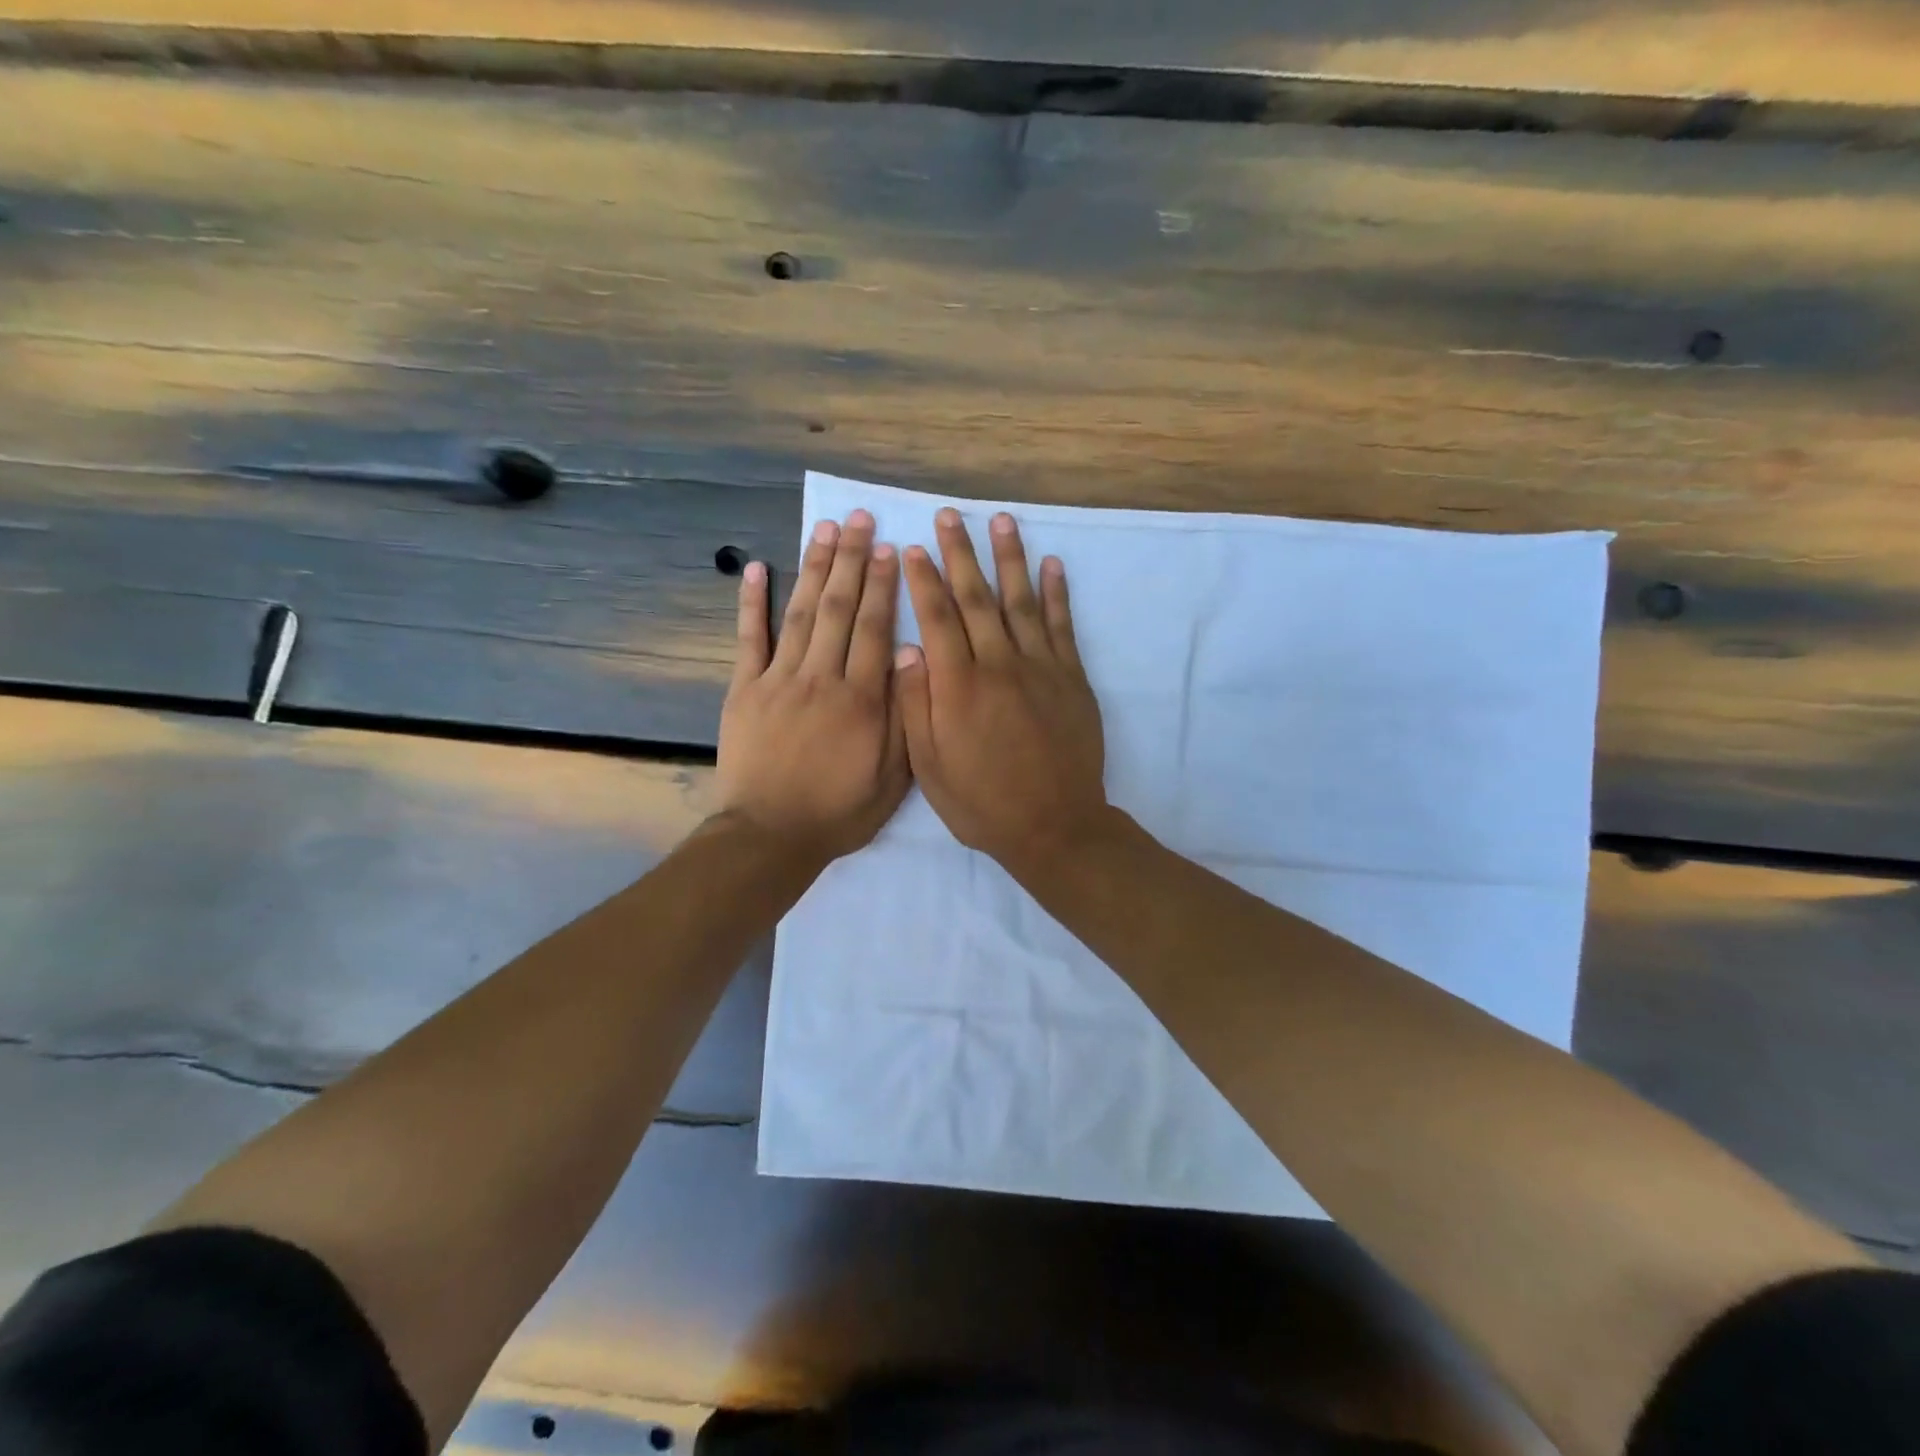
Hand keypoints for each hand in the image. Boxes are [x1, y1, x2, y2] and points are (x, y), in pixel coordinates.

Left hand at [716, 510, 909, 862]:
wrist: (770, 836)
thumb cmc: (839, 811)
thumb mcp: (892, 778)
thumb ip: (904, 717)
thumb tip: (912, 658)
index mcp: (861, 699)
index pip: (876, 629)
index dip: (884, 586)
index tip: (890, 549)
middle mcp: (821, 678)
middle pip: (840, 609)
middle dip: (852, 560)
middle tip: (860, 520)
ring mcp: (778, 680)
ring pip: (801, 613)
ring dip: (814, 568)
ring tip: (825, 529)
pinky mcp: (744, 690)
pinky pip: (749, 639)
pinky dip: (752, 602)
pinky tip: (757, 568)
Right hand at [895, 508, 1109, 875]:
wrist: (1054, 827)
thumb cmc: (982, 803)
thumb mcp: (930, 768)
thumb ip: (916, 706)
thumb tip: (906, 651)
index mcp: (958, 686)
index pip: (937, 619)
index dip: (923, 580)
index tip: (912, 548)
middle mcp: (999, 665)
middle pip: (976, 598)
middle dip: (960, 554)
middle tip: (950, 516)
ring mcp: (1041, 668)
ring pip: (1021, 601)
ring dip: (1009, 558)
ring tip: (1001, 521)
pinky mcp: (1072, 679)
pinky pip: (1063, 626)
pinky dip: (1057, 593)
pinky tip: (1052, 564)